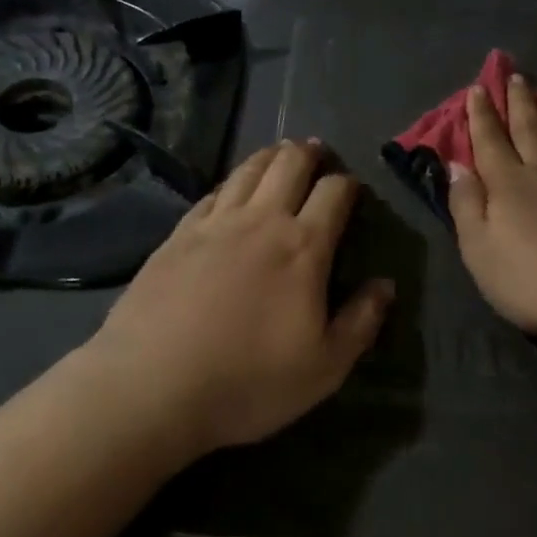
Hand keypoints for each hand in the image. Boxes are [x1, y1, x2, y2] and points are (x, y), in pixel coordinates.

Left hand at [86, 140, 392, 459]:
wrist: (150, 386)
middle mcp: (262, 220)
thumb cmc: (246, 381)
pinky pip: (212, 193)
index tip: (352, 186)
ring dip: (270, 156)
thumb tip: (385, 285)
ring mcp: (216, 223)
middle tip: (317, 151)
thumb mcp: (323, 369)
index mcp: (303, 246)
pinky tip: (230, 188)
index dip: (348, 183)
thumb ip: (360, 322)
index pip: (334, 193)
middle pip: (290, 165)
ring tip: (280, 153)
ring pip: (249, 170)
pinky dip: (230, 182)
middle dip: (309, 153)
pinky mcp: (179, 234)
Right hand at [448, 75, 536, 346]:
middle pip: (530, 130)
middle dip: (520, 102)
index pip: (490, 141)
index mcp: (509, 184)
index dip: (482, 115)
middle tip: (516, 75)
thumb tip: (456, 166)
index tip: (478, 88)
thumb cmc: (532, 279)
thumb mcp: (479, 250)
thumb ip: (466, 205)